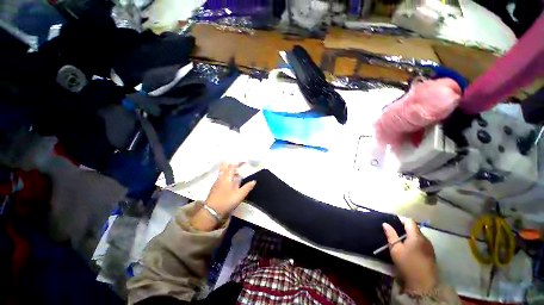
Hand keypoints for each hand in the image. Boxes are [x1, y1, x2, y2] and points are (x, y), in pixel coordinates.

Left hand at [205, 163, 255, 216]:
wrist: (211, 212)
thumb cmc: (227, 201)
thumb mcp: (240, 195)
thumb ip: (247, 187)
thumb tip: (254, 181)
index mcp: (227, 177)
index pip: (233, 165)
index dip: (239, 162)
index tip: (245, 162)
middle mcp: (221, 177)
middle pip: (225, 166)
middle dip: (232, 165)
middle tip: (239, 167)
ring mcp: (217, 182)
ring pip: (223, 172)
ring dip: (230, 171)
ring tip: (237, 176)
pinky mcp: (214, 187)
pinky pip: (221, 177)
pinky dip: (227, 176)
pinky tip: (231, 183)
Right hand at [382, 220, 436, 293]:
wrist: (424, 283)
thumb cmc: (408, 263)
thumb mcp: (395, 249)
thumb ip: (391, 235)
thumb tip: (385, 223)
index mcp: (416, 235)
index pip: (409, 221)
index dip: (400, 220)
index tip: (392, 224)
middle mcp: (425, 239)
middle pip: (414, 229)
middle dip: (404, 229)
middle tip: (394, 234)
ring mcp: (429, 247)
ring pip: (418, 237)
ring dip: (409, 237)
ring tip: (400, 243)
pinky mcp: (431, 255)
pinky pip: (421, 244)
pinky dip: (415, 244)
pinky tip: (409, 251)